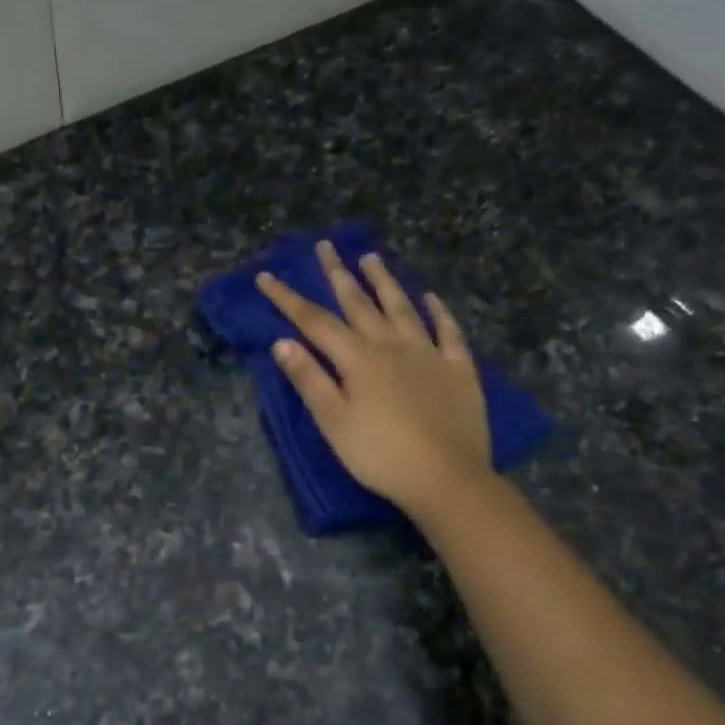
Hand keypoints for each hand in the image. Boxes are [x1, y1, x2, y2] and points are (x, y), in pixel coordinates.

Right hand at [257, 241, 492, 513]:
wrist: (446, 478)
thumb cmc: (379, 454)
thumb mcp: (333, 422)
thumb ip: (309, 379)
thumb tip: (282, 342)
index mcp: (357, 359)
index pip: (314, 321)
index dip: (288, 298)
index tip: (266, 276)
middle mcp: (391, 345)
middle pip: (359, 304)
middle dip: (338, 274)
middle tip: (325, 246)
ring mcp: (428, 354)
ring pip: (402, 308)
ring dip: (384, 282)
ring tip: (371, 258)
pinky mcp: (458, 369)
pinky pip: (448, 331)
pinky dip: (438, 312)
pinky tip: (430, 298)